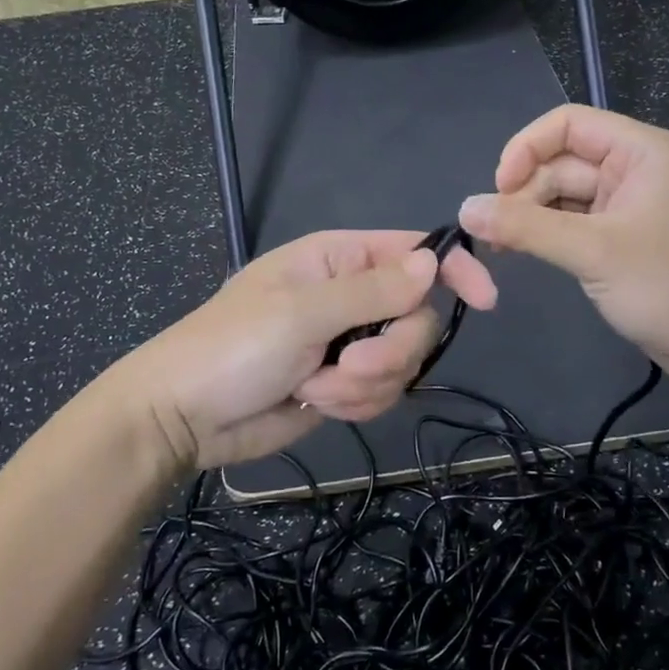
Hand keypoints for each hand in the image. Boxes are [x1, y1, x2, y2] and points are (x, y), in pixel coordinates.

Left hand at [102, 230, 497, 472]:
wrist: (182, 417)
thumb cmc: (232, 347)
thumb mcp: (302, 312)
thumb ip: (372, 290)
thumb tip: (432, 263)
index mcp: (338, 259)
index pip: (414, 252)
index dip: (454, 270)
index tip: (485, 300)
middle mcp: (351, 295)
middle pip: (417, 317)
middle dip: (390, 350)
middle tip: (348, 366)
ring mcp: (349, 342)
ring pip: (403, 361)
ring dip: (365, 384)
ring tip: (315, 388)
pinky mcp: (344, 383)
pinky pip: (382, 392)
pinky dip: (353, 404)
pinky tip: (314, 403)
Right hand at [458, 105, 668, 384]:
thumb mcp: (593, 251)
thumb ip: (526, 227)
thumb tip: (464, 208)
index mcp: (641, 151)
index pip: (568, 124)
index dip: (525, 148)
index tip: (497, 189)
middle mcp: (635, 170)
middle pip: (561, 161)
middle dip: (523, 191)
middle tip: (491, 233)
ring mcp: (630, 207)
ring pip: (564, 196)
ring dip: (530, 216)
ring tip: (499, 247)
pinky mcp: (624, 240)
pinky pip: (575, 224)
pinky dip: (547, 235)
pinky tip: (521, 254)